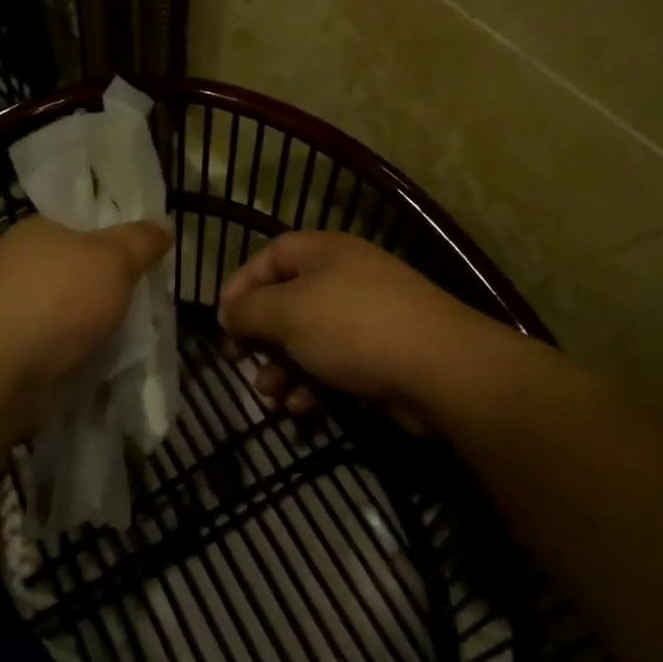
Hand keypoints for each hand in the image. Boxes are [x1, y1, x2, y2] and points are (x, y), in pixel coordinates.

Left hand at [0, 217, 171, 433]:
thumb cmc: (56, 299)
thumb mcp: (114, 259)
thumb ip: (141, 241)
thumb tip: (163, 227)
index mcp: (37, 230)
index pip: (82, 226)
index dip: (116, 241)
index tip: (146, 261)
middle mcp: (17, 265)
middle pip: (76, 272)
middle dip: (108, 290)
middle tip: (146, 305)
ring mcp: (8, 311)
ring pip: (66, 314)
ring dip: (93, 328)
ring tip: (130, 343)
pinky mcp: (5, 354)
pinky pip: (54, 349)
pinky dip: (75, 357)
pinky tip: (99, 368)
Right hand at [218, 231, 516, 432]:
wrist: (441, 368)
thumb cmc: (354, 328)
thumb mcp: (288, 313)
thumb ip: (249, 310)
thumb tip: (229, 314)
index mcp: (324, 253)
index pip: (269, 257)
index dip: (240, 286)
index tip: (221, 322)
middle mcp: (345, 278)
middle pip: (287, 301)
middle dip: (260, 336)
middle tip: (239, 362)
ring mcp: (367, 317)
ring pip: (308, 339)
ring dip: (282, 368)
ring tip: (270, 395)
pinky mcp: (381, 354)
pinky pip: (334, 365)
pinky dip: (313, 385)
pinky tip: (303, 408)